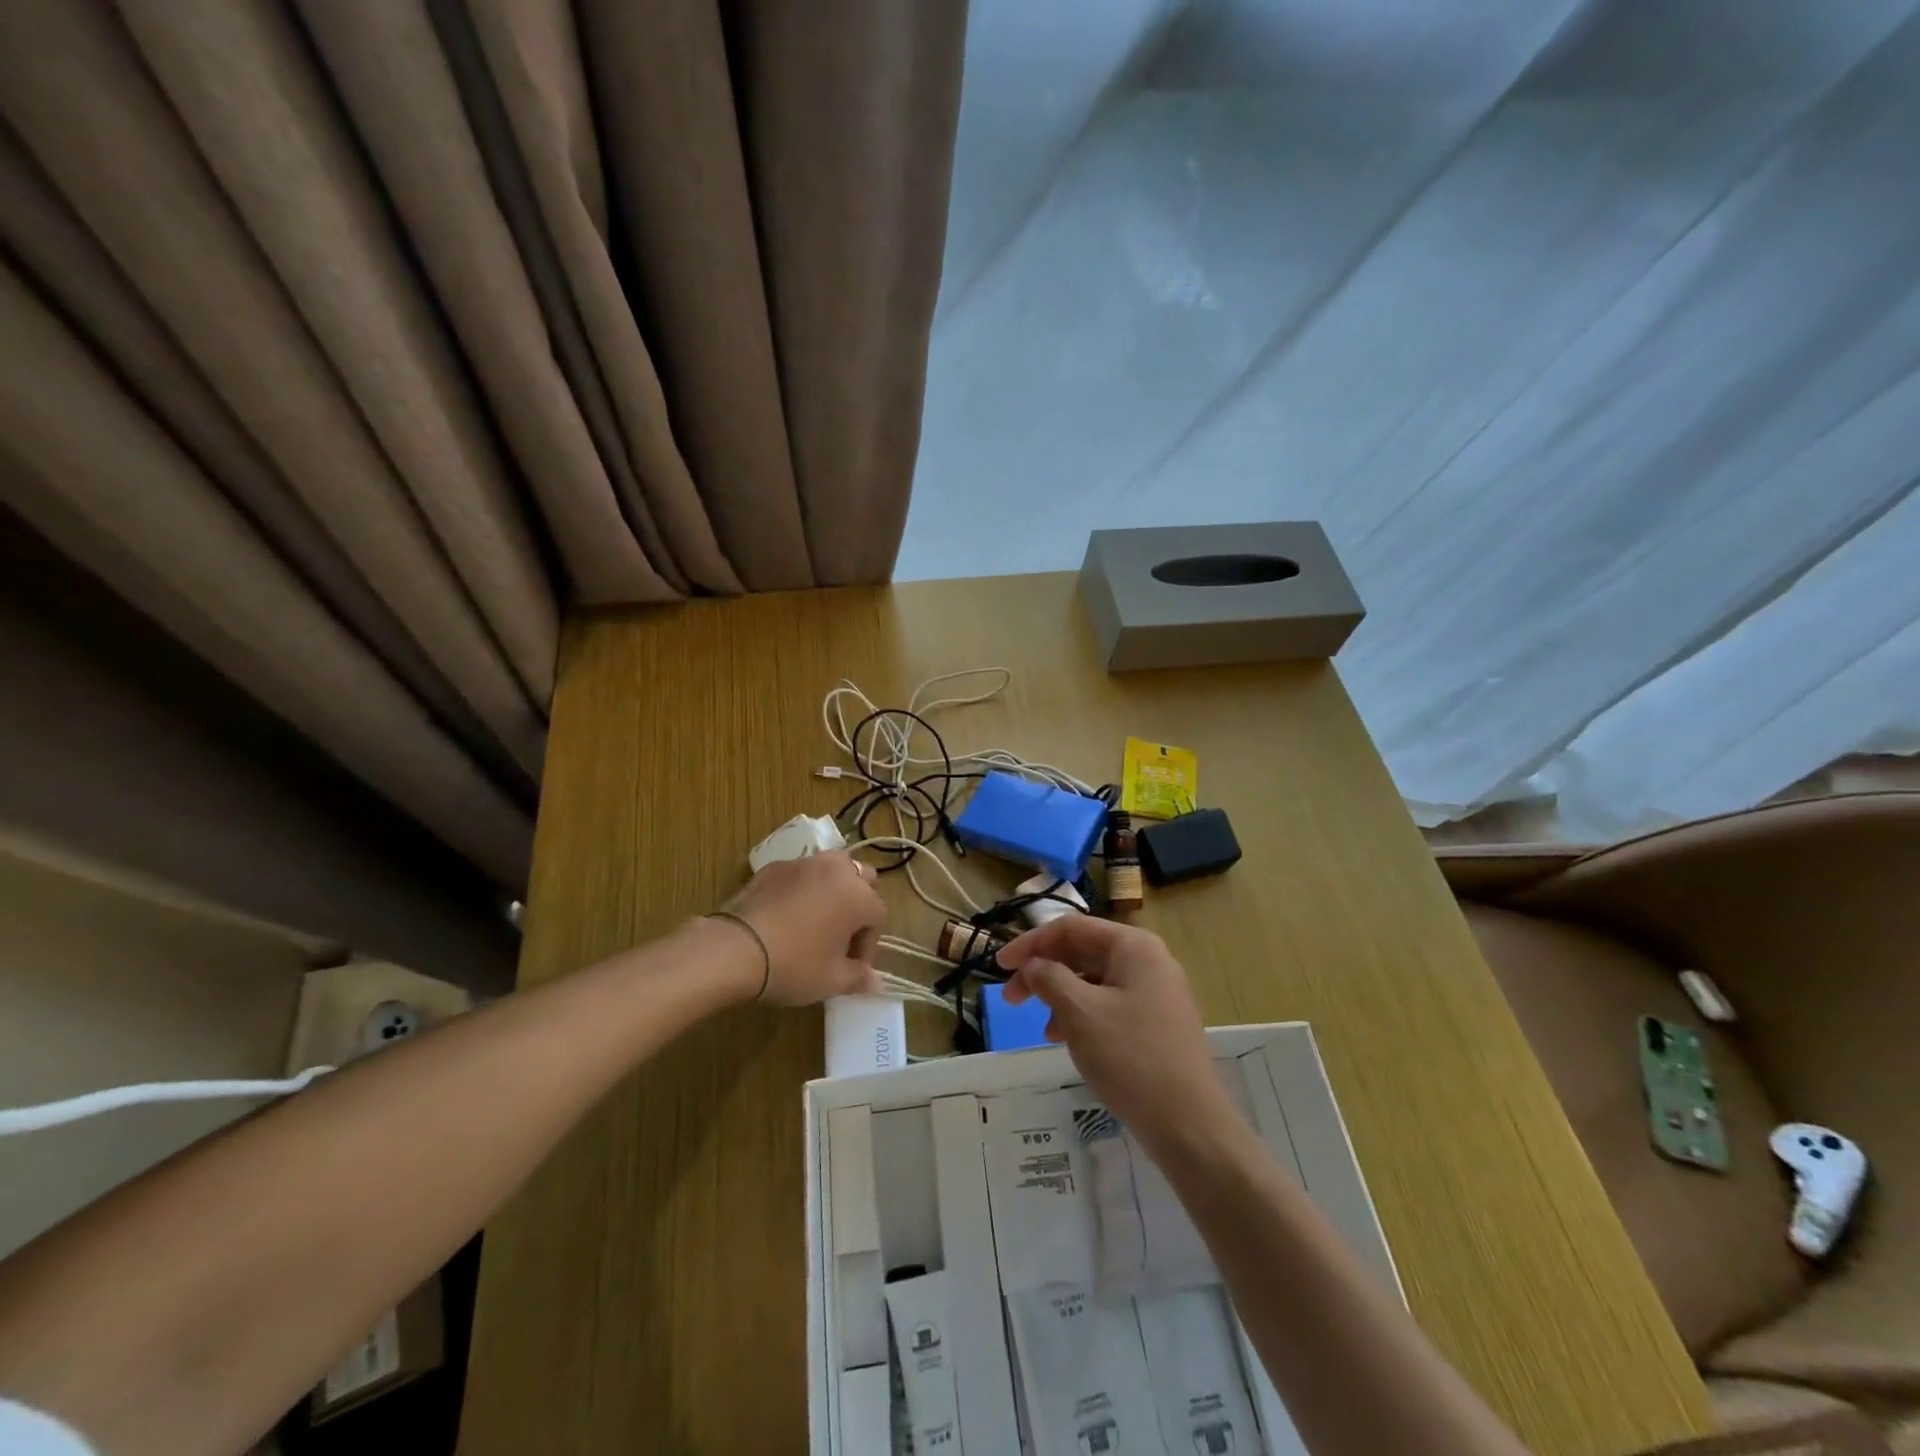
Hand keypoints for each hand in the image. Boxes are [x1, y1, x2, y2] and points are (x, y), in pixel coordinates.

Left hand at [716, 851, 886, 1005]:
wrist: (735, 949)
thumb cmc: (794, 964)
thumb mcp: (831, 980)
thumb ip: (858, 978)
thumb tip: (875, 982)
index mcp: (858, 895)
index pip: (878, 916)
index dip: (868, 945)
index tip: (853, 967)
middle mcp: (836, 870)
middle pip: (862, 879)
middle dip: (858, 904)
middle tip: (841, 935)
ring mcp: (803, 864)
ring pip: (831, 869)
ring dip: (832, 890)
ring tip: (816, 920)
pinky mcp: (773, 867)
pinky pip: (799, 874)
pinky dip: (801, 889)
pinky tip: (786, 915)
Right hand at [998, 917, 1233, 1151]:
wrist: (1189, 1124)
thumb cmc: (1130, 1057)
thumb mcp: (1079, 1012)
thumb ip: (1049, 978)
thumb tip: (1033, 965)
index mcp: (1134, 946)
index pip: (1071, 928)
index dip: (1030, 943)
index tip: (999, 966)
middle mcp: (1149, 960)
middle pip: (1083, 951)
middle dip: (1044, 971)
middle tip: (1011, 998)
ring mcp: (1157, 993)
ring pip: (1095, 981)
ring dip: (1061, 996)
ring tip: (1042, 1027)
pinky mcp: (1158, 1024)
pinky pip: (1110, 1005)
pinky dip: (1083, 1015)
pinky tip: (1068, 1041)